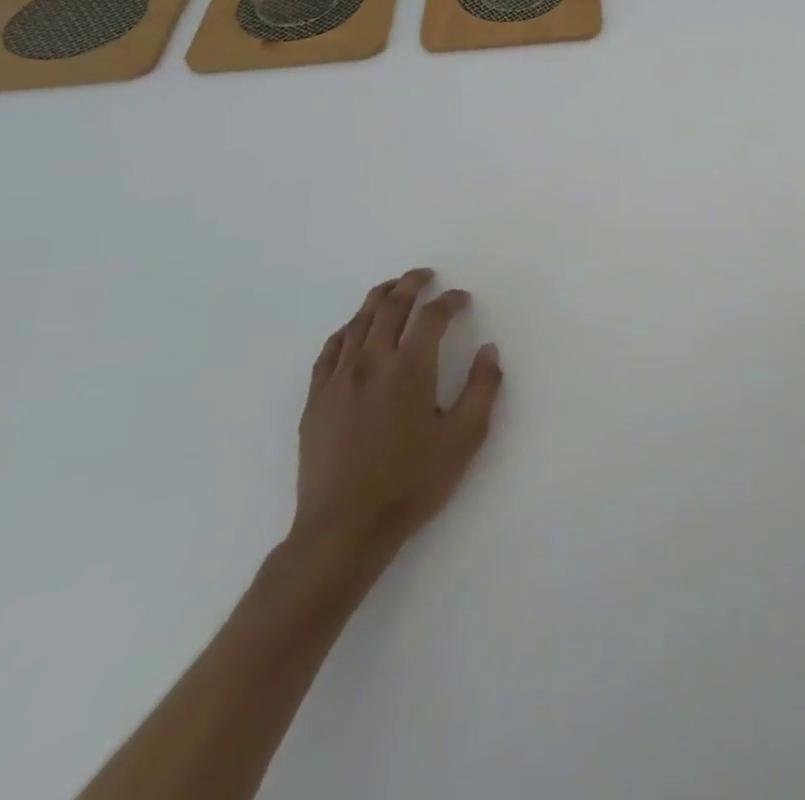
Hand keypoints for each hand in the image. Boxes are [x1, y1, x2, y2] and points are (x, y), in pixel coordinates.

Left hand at [292, 269, 502, 564]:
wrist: (343, 530)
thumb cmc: (411, 484)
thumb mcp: (464, 438)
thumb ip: (483, 388)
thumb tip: (489, 349)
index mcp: (409, 369)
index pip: (432, 316)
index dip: (450, 301)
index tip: (462, 298)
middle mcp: (371, 363)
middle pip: (390, 307)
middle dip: (411, 284)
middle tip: (426, 275)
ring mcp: (337, 380)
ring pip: (357, 322)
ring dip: (378, 298)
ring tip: (393, 289)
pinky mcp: (315, 400)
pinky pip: (330, 349)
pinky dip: (347, 329)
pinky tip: (354, 329)